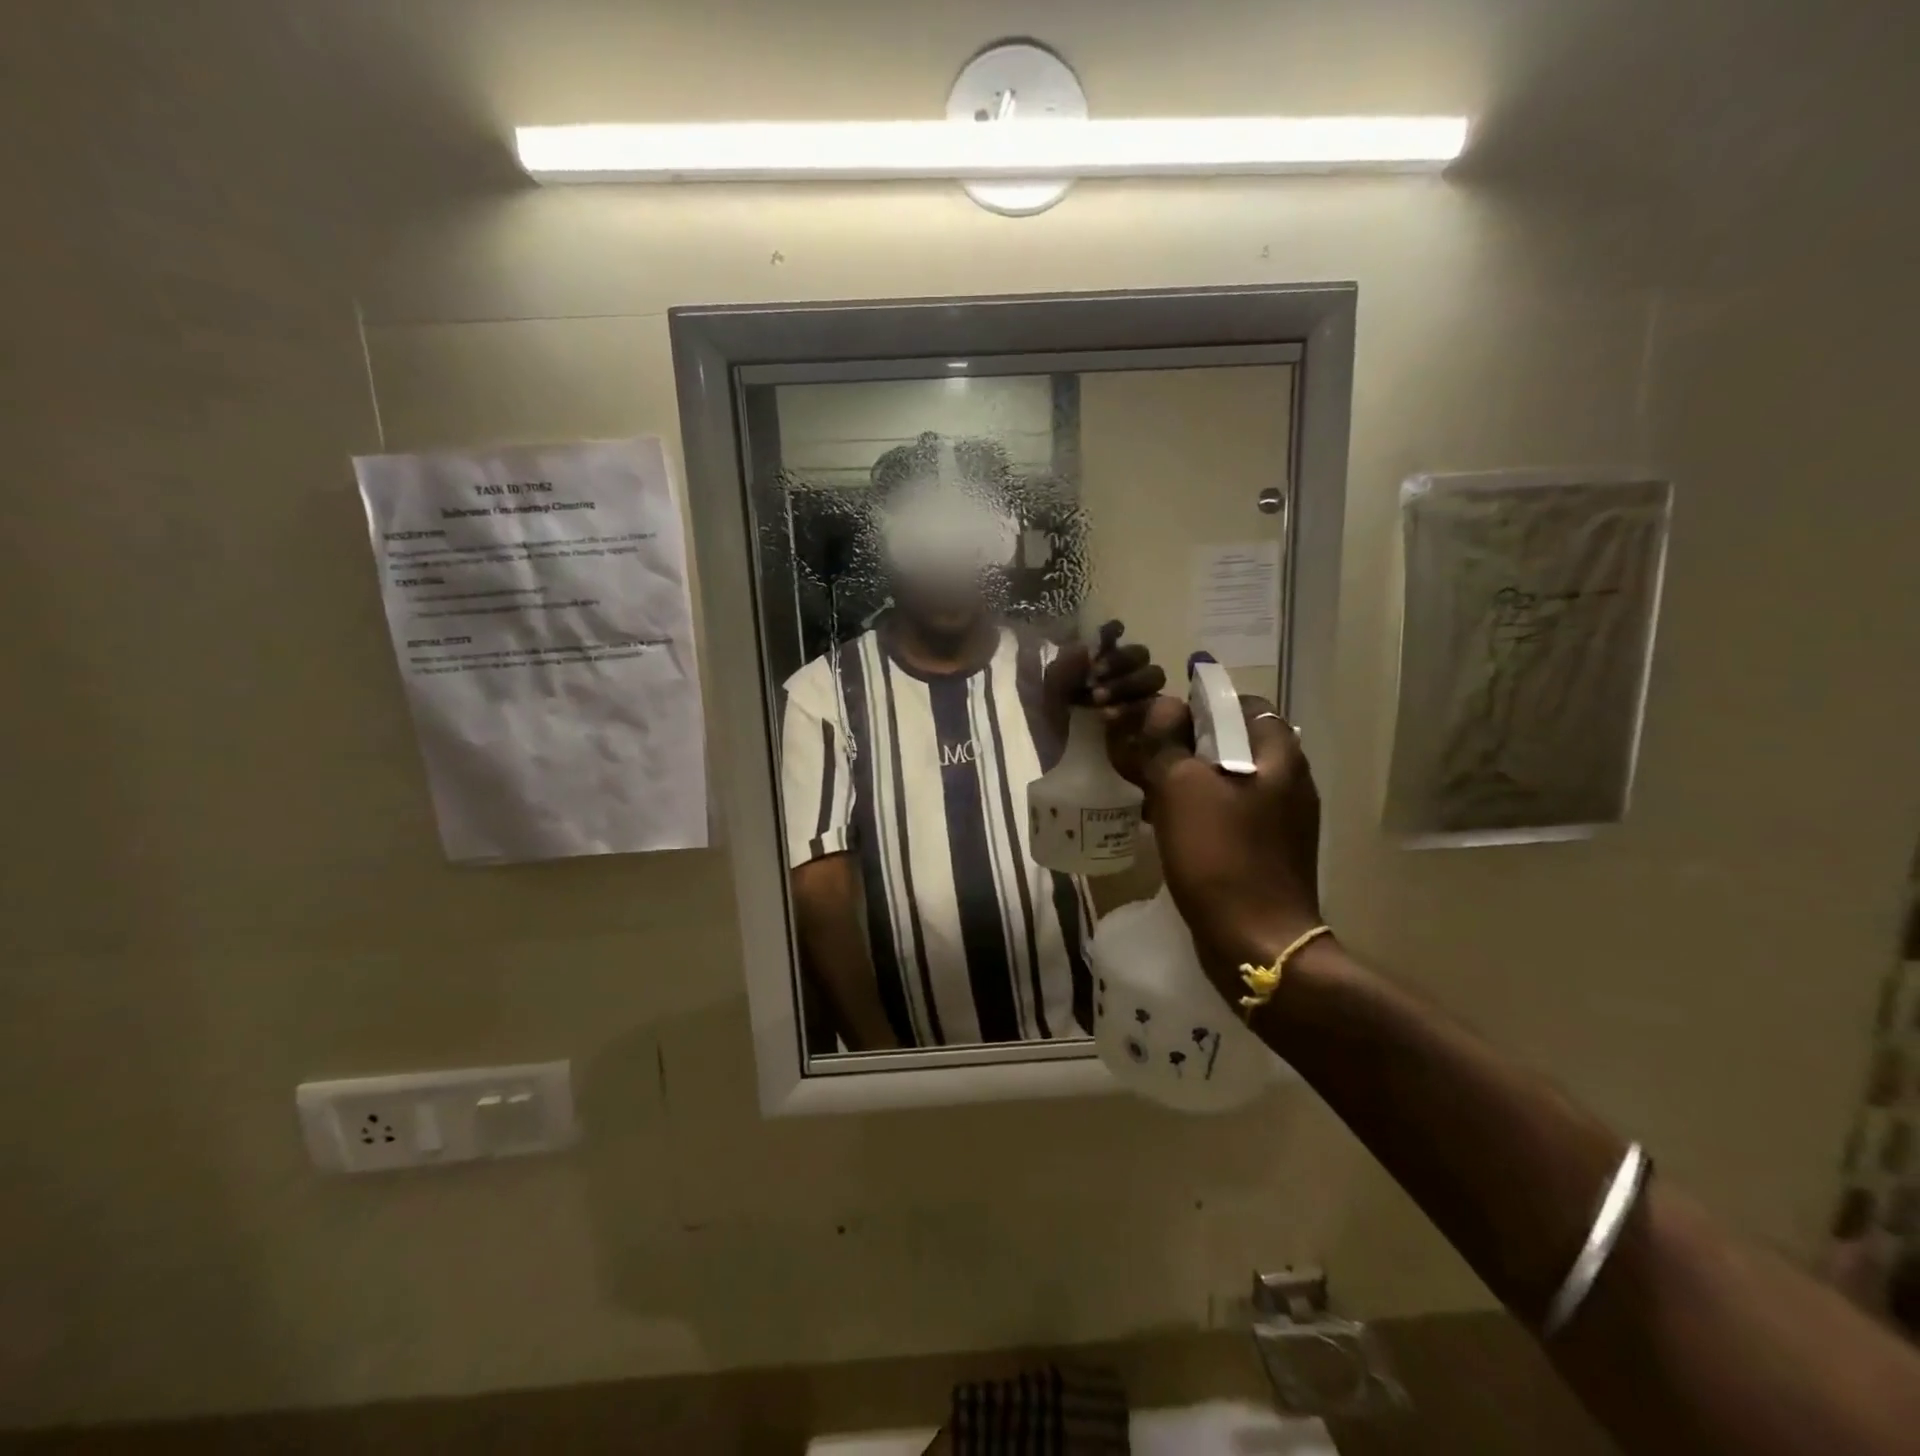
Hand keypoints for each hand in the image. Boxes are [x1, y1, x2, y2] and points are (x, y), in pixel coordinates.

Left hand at [1040, 618, 1166, 749]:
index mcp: (1097, 665)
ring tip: (1098, 700)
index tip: (1110, 633)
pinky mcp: (1151, 723)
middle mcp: (1123, 677)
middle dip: (1120, 660)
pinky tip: (1109, 716)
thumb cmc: (1052, 727)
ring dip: (1127, 682)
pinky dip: (1132, 707)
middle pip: (1139, 653)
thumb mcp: (1048, 694)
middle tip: (1096, 674)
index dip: (1114, 632)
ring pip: (1153, 675)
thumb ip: (1064, 667)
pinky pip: (1153, 706)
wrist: (1059, 766)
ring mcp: (1140, 698)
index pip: (1115, 638)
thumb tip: (1086, 647)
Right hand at [1133, 693, 1325, 980]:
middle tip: (1148, 754)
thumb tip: (1161, 707)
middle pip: (1234, 742)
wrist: (1256, 941)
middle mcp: (1290, 781)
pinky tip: (1167, 825)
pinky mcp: (1269, 850)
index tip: (1162, 720)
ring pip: (1228, 780)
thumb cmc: (1220, 855)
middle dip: (1188, 743)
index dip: (1200, 704)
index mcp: (1279, 756)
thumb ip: (1166, 740)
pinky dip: (1200, 810)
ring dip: (1190, 778)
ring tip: (1148, 789)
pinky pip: (1230, 814)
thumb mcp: (1181, 788)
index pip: (1242, 704)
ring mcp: (1283, 819)